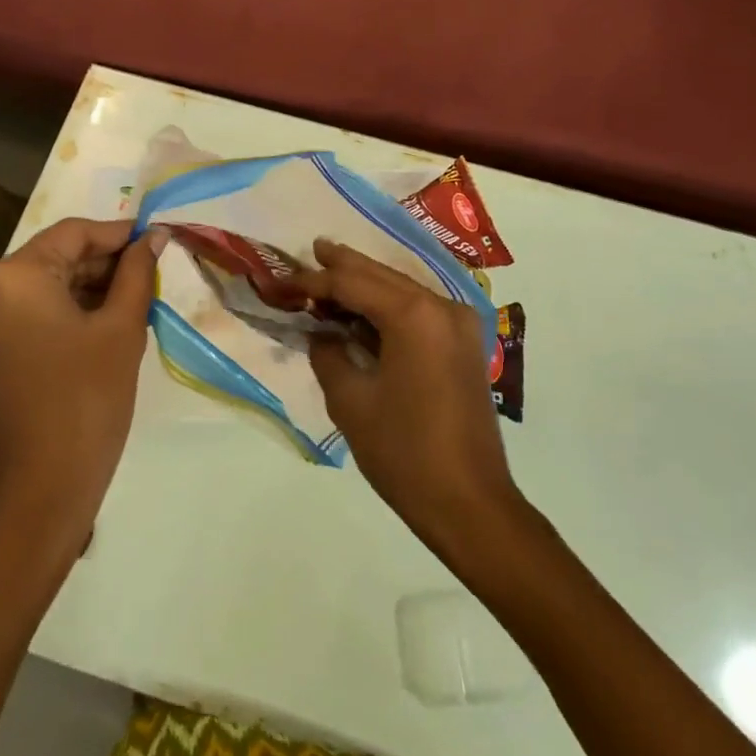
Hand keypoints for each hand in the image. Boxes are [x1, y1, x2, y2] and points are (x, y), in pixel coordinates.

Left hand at [0, 217, 163, 559]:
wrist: (37, 495)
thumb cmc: (86, 403)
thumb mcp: (121, 330)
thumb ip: (137, 273)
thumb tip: (153, 236)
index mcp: (12, 277)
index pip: (73, 233)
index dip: (118, 234)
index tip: (156, 240)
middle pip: (53, 258)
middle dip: (102, 263)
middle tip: (149, 274)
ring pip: (39, 286)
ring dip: (84, 288)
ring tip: (132, 300)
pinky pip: (24, 314)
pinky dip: (61, 312)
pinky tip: (99, 323)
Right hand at [295, 240, 521, 559]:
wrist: (470, 504)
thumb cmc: (404, 452)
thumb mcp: (351, 402)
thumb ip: (329, 355)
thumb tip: (322, 333)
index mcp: (414, 315)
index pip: (353, 283)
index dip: (316, 281)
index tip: (285, 279)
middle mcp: (442, 307)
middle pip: (383, 276)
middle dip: (345, 266)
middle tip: (312, 250)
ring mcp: (460, 325)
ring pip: (403, 290)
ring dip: (368, 284)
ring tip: (332, 271)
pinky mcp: (465, 345)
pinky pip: (420, 311)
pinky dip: (390, 306)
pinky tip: (366, 308)